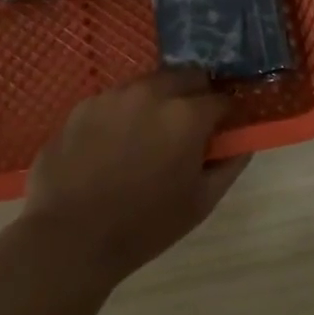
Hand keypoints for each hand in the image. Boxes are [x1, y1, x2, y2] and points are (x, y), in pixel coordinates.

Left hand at [18, 69, 250, 287]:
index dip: (225, 116)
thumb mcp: (200, 203)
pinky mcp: (83, 106)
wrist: (70, 238)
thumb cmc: (145, 225)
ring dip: (158, 101)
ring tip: (147, 136)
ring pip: (148, 84)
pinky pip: (115, 100)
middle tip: (187, 128)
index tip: (220, 132)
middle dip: (194, 96)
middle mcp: (151, 93)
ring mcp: (113, 96)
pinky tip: (113, 145)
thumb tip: (243, 144)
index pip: (220, 99)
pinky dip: (123, 114)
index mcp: (186, 116)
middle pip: (186, 77)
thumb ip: (229, 166)